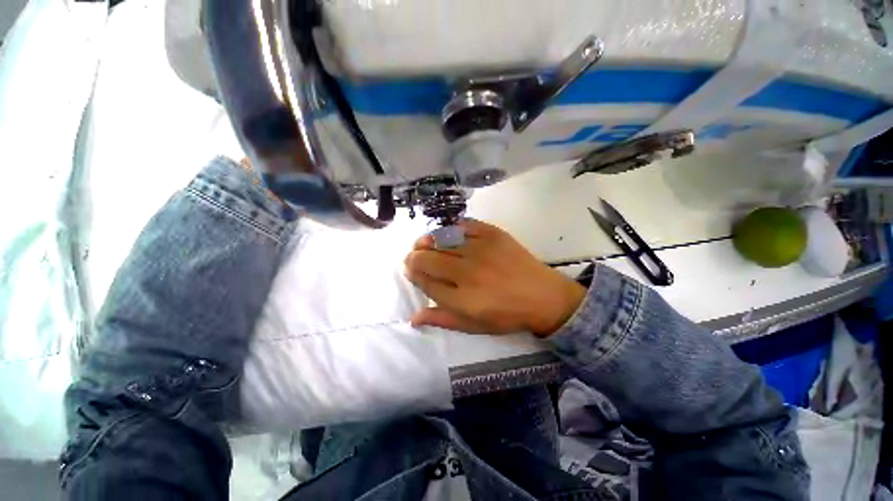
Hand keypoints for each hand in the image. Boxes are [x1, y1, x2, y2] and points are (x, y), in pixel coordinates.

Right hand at [404, 219, 586, 337]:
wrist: (543, 296)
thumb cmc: (507, 315)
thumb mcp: (473, 326)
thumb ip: (442, 319)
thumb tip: (412, 318)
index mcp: (462, 299)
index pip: (424, 281)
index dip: (412, 274)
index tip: (410, 270)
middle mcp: (467, 272)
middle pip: (428, 258)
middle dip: (413, 257)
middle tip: (414, 257)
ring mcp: (481, 249)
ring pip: (441, 239)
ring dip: (427, 241)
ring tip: (424, 244)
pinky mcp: (493, 234)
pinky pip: (463, 225)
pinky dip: (451, 228)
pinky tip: (448, 234)